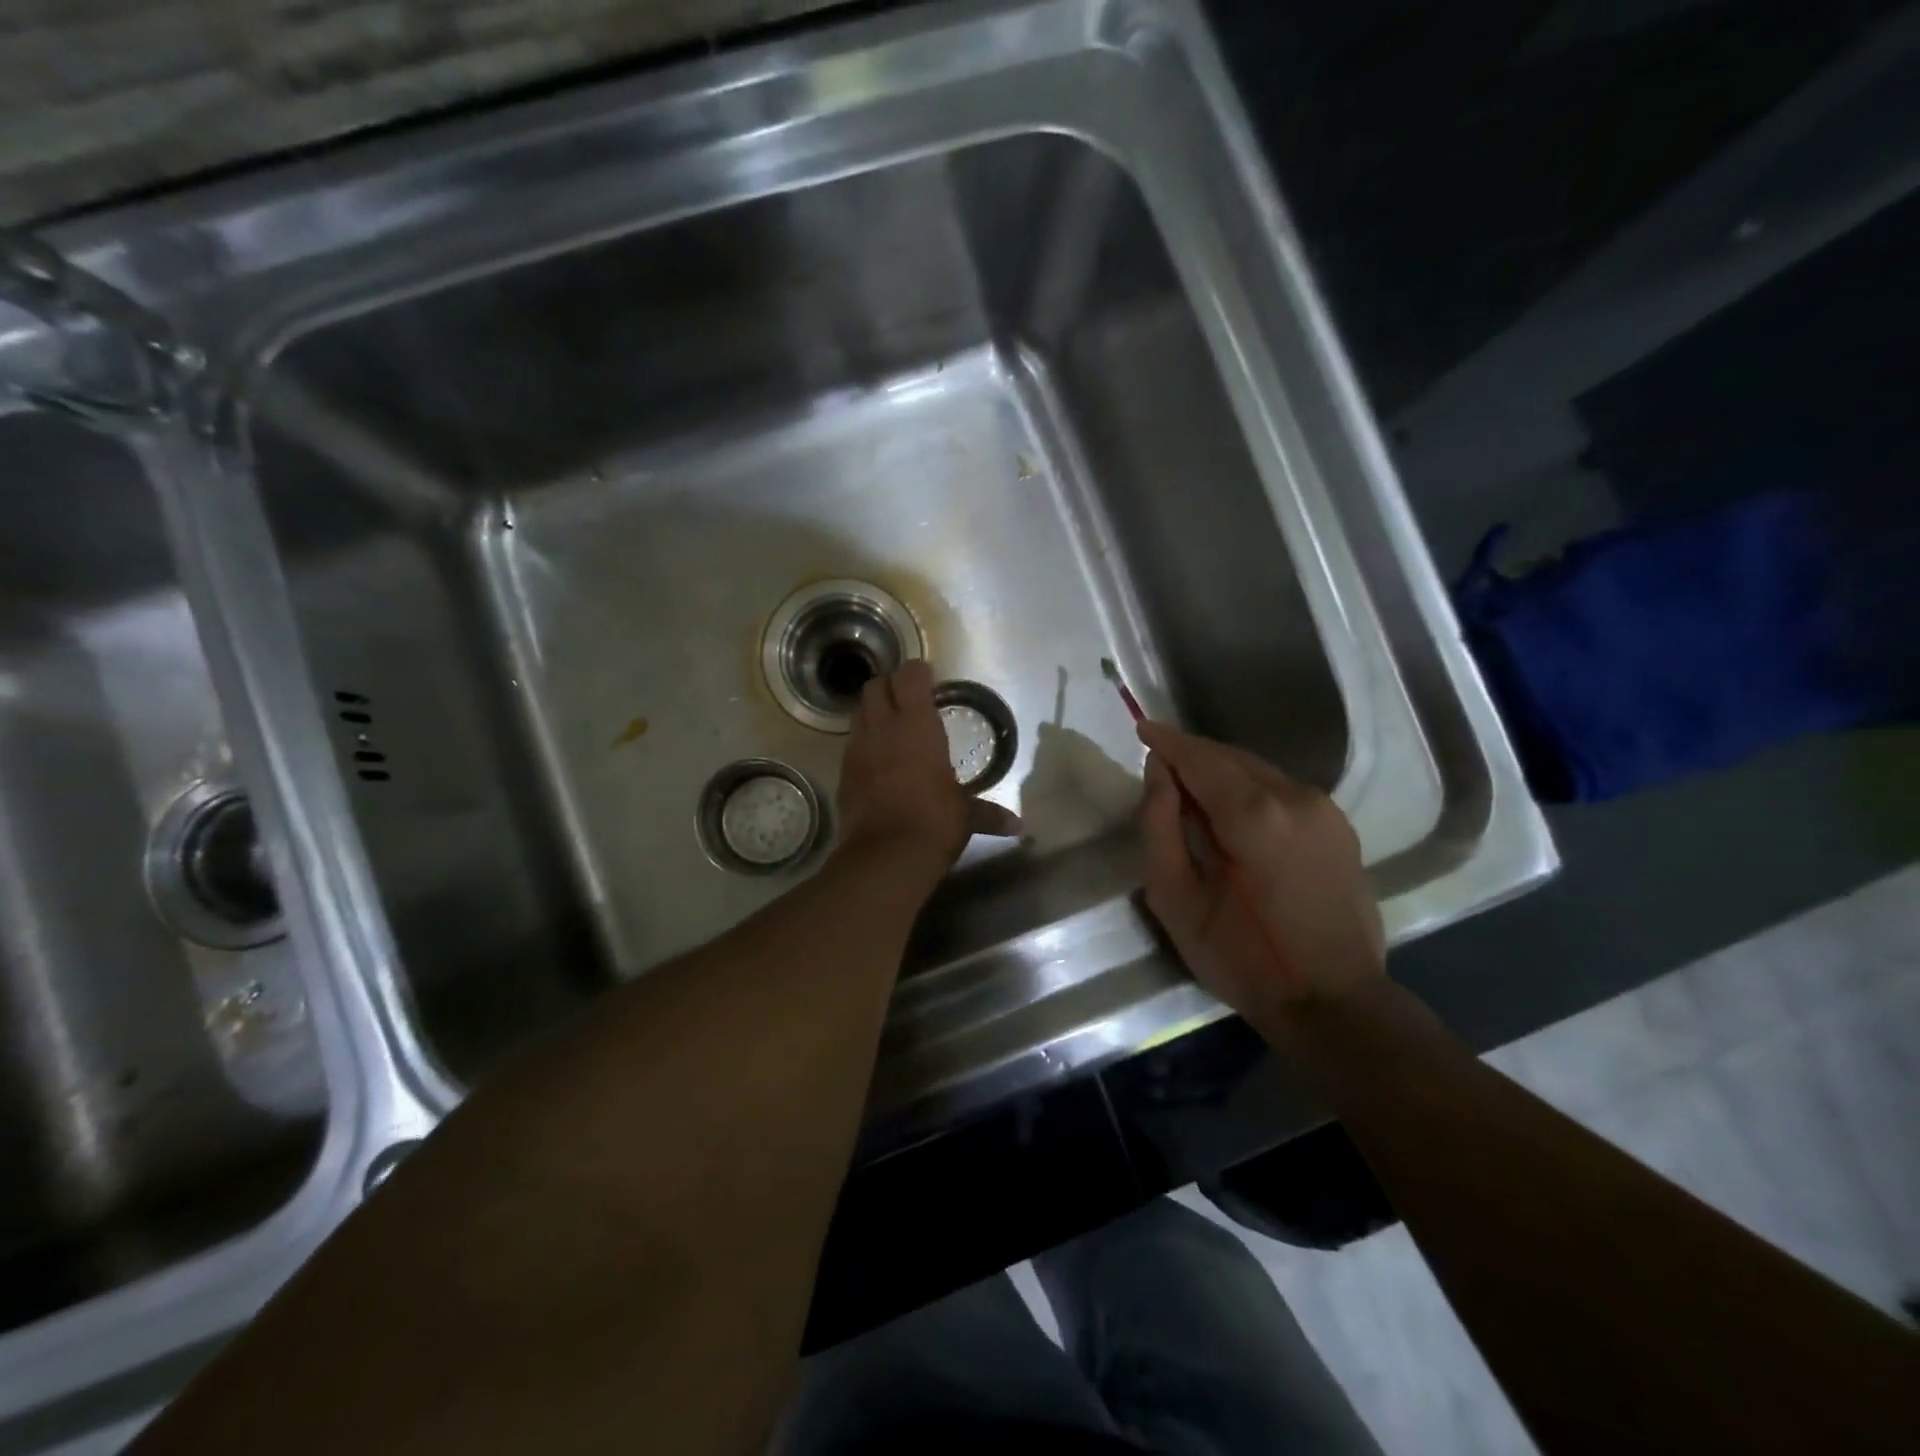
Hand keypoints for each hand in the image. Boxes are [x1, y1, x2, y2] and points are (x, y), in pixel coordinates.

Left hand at [835, 661, 1021, 882]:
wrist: (885, 856)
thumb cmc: (934, 822)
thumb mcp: (965, 815)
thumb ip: (989, 814)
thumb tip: (1018, 826)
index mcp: (917, 726)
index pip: (909, 677)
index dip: (917, 673)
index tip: (928, 678)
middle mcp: (883, 728)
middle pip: (875, 686)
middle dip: (890, 685)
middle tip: (908, 698)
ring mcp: (858, 749)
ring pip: (859, 712)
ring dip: (874, 711)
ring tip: (892, 727)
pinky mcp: (843, 773)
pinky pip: (852, 744)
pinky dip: (864, 742)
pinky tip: (878, 760)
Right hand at [1137, 721, 1383, 1026]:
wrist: (1334, 1002)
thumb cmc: (1243, 959)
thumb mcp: (1176, 900)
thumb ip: (1159, 826)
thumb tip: (1158, 772)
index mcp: (1253, 813)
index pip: (1200, 757)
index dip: (1167, 741)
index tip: (1141, 727)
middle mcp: (1295, 796)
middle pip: (1231, 757)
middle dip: (1192, 755)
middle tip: (1158, 765)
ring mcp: (1324, 809)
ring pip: (1258, 770)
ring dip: (1220, 771)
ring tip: (1190, 792)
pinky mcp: (1338, 826)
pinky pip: (1281, 789)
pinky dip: (1248, 788)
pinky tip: (1232, 814)